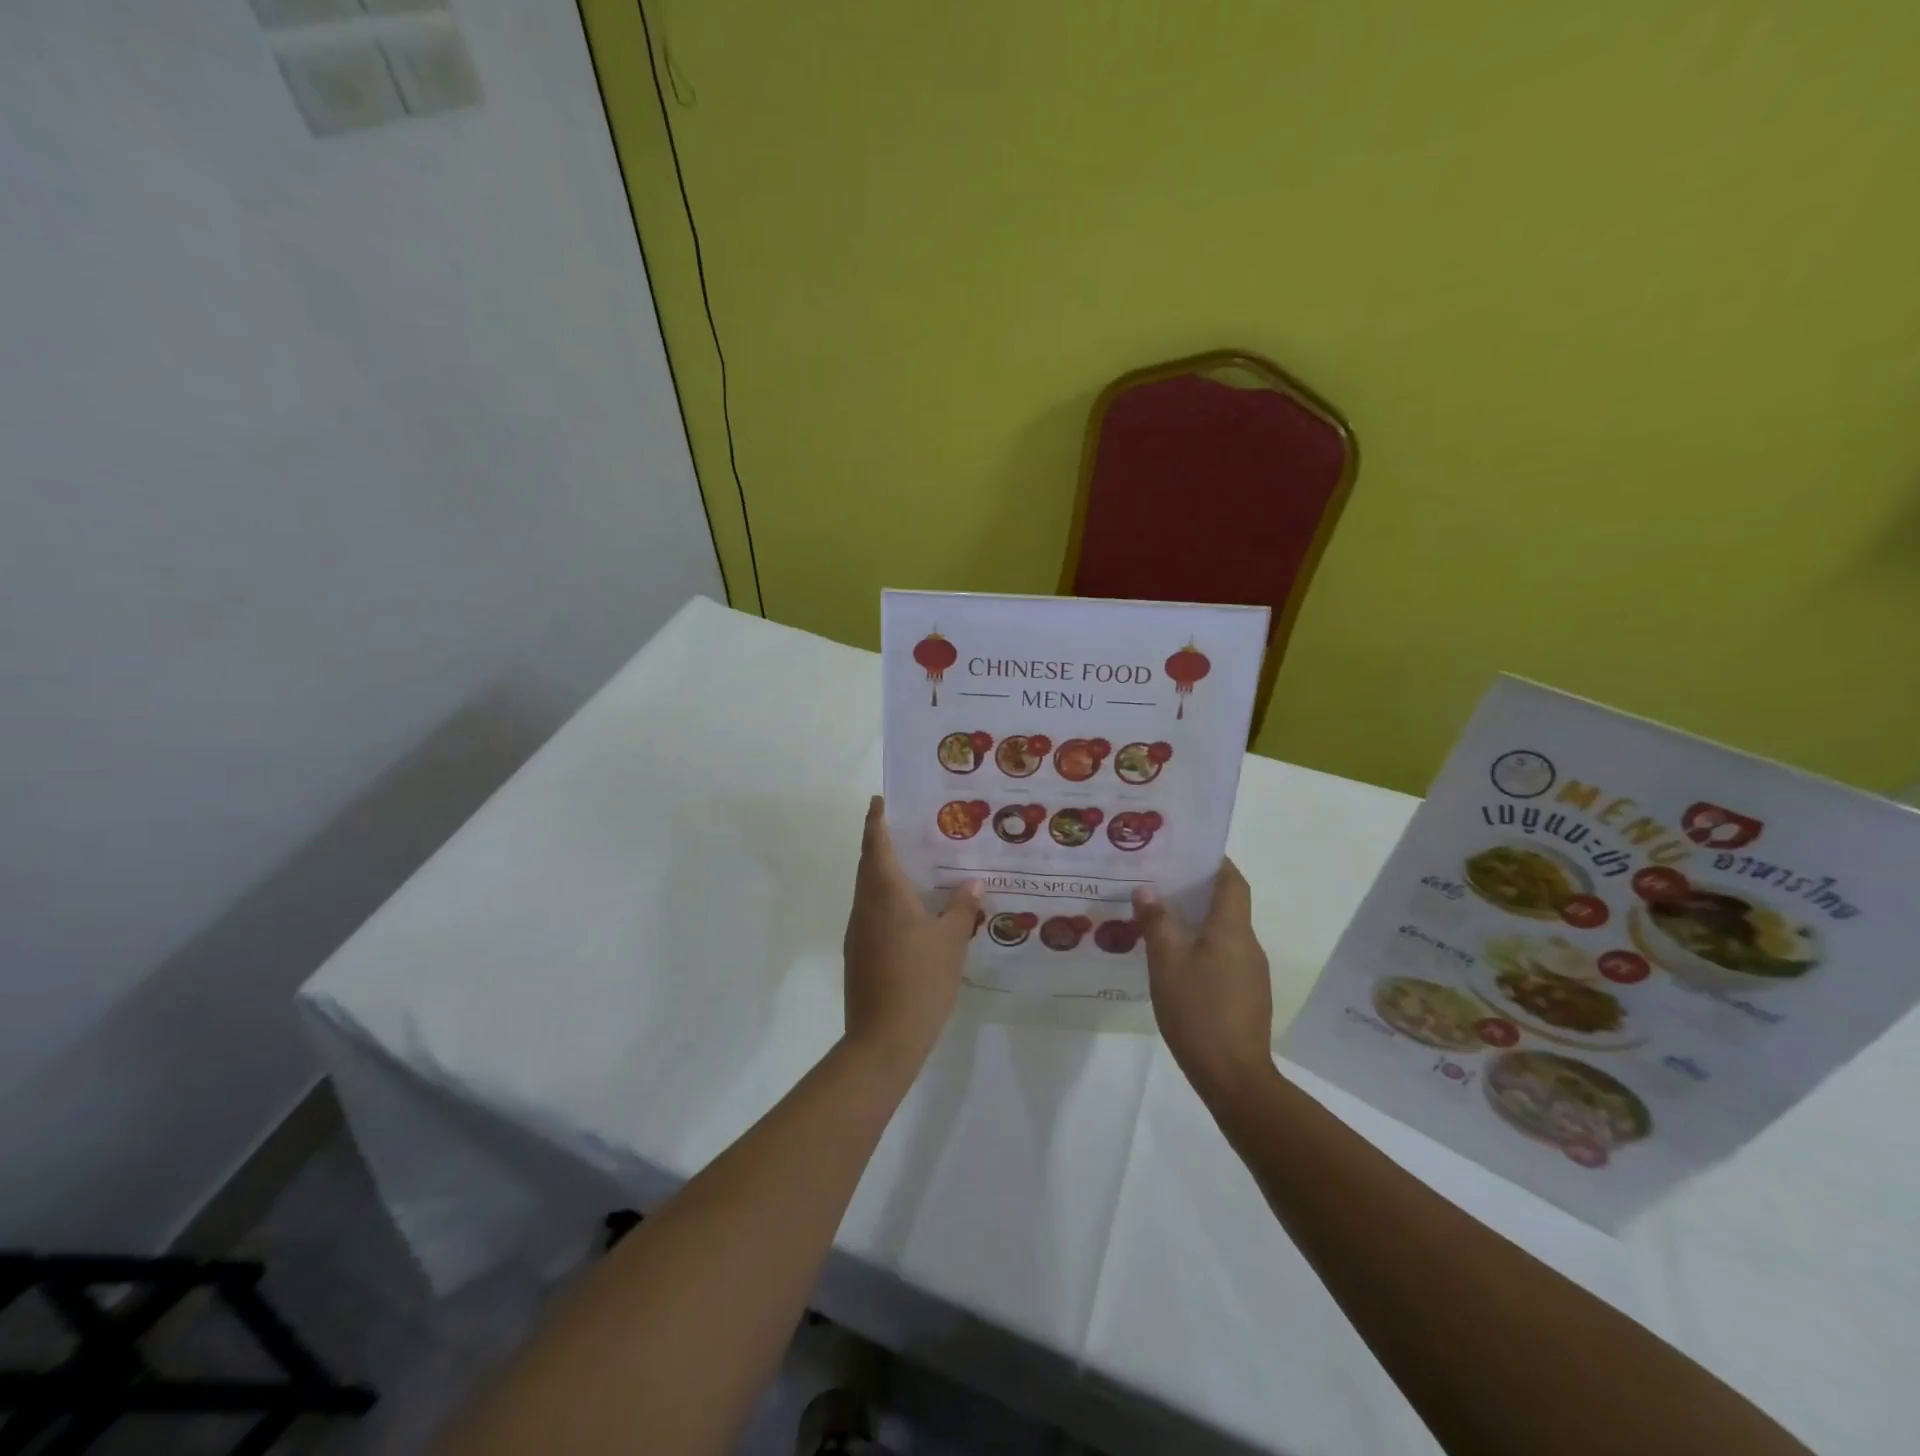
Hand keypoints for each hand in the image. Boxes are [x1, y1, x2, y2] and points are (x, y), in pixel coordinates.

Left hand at [843, 797, 981, 1076]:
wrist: (883, 1038)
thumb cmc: (920, 981)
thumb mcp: (951, 942)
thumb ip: (961, 908)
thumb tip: (972, 883)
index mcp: (885, 895)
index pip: (876, 845)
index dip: (876, 821)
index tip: (879, 800)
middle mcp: (865, 906)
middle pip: (868, 865)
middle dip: (879, 843)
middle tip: (904, 828)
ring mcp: (857, 931)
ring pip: (867, 890)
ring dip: (882, 872)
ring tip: (912, 865)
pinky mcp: (857, 953)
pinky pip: (870, 912)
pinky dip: (884, 899)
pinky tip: (908, 911)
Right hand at [1132, 859, 1275, 1106]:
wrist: (1234, 1077)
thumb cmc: (1198, 1010)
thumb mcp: (1166, 962)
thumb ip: (1156, 922)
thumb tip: (1146, 891)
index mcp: (1232, 929)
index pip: (1232, 881)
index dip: (1215, 862)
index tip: (1188, 852)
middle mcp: (1248, 944)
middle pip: (1227, 905)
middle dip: (1197, 891)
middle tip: (1160, 883)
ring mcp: (1250, 973)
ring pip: (1223, 934)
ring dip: (1197, 922)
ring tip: (1160, 920)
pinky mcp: (1246, 997)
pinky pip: (1223, 958)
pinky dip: (1202, 949)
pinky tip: (1175, 963)